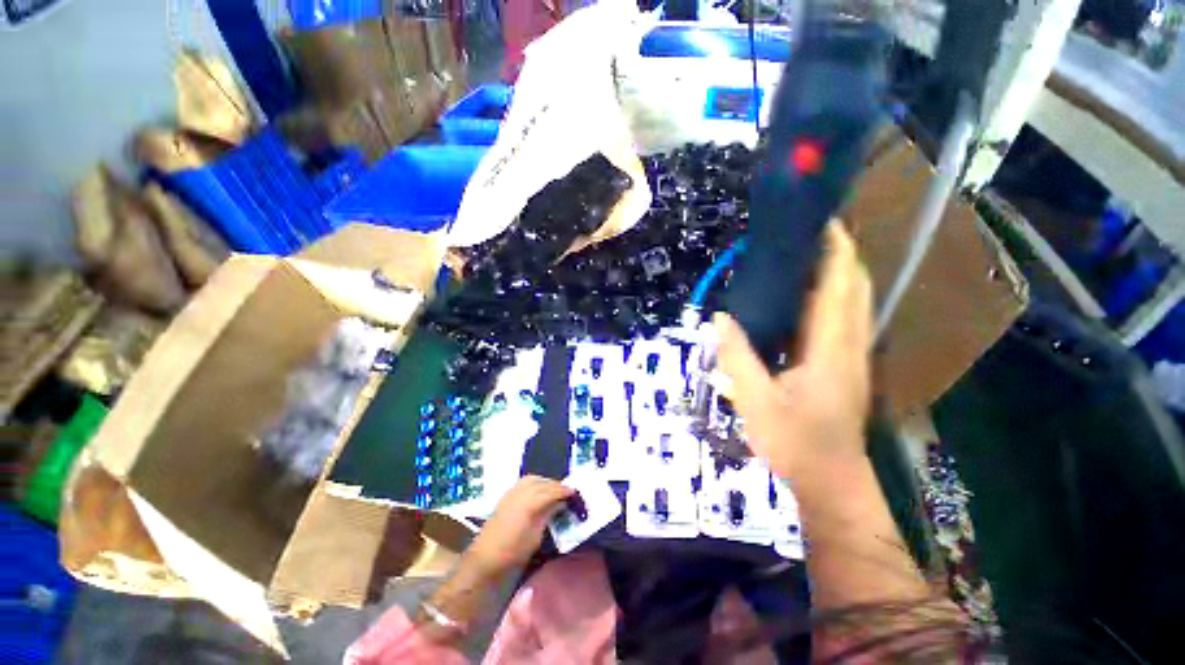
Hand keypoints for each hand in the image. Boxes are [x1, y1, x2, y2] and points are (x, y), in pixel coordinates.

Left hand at [463, 475, 573, 579]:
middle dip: (555, 485)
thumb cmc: (513, 551)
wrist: (485, 558)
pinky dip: (534, 483)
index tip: (574, 492)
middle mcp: (521, 492)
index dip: (563, 491)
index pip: (551, 491)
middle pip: (542, 482)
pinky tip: (538, 491)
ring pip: (532, 479)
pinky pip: (523, 483)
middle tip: (565, 492)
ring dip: (544, 482)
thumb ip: (548, 515)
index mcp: (530, 502)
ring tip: (553, 490)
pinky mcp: (506, 496)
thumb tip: (560, 503)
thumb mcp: (536, 536)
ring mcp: (512, 492)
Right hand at [715, 222, 872, 485]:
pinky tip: (802, 299)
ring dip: (837, 273)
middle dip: (839, 253)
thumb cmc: (794, 443)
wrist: (831, 482)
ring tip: (803, 257)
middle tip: (807, 234)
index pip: (839, 286)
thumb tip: (720, 318)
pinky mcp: (846, 366)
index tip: (819, 222)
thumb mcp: (755, 401)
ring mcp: (852, 356)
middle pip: (855, 286)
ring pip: (854, 302)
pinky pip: (843, 319)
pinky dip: (830, 297)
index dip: (835, 250)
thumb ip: (737, 357)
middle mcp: (850, 345)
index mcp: (830, 349)